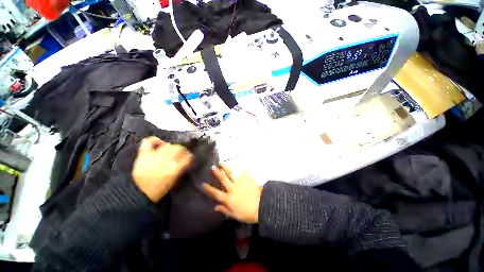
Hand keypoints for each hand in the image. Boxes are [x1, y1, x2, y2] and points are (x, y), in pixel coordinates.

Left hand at [132, 136, 192, 202]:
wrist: (139, 194)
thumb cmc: (160, 189)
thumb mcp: (175, 181)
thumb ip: (181, 169)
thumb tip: (188, 159)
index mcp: (172, 171)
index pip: (187, 158)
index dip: (190, 157)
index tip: (190, 158)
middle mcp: (164, 162)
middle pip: (178, 149)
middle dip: (184, 151)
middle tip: (183, 154)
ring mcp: (152, 157)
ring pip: (168, 146)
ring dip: (173, 147)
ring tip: (173, 150)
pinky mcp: (143, 155)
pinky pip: (149, 142)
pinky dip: (156, 140)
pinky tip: (161, 144)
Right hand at [203, 164, 261, 223]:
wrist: (262, 206)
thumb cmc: (248, 213)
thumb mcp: (235, 215)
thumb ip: (224, 210)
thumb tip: (215, 207)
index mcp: (229, 198)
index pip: (216, 193)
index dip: (209, 189)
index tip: (203, 184)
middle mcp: (233, 188)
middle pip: (223, 179)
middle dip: (217, 172)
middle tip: (213, 166)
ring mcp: (240, 182)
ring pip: (232, 173)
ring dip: (226, 167)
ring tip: (222, 162)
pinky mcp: (247, 179)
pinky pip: (242, 171)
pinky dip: (238, 167)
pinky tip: (236, 164)